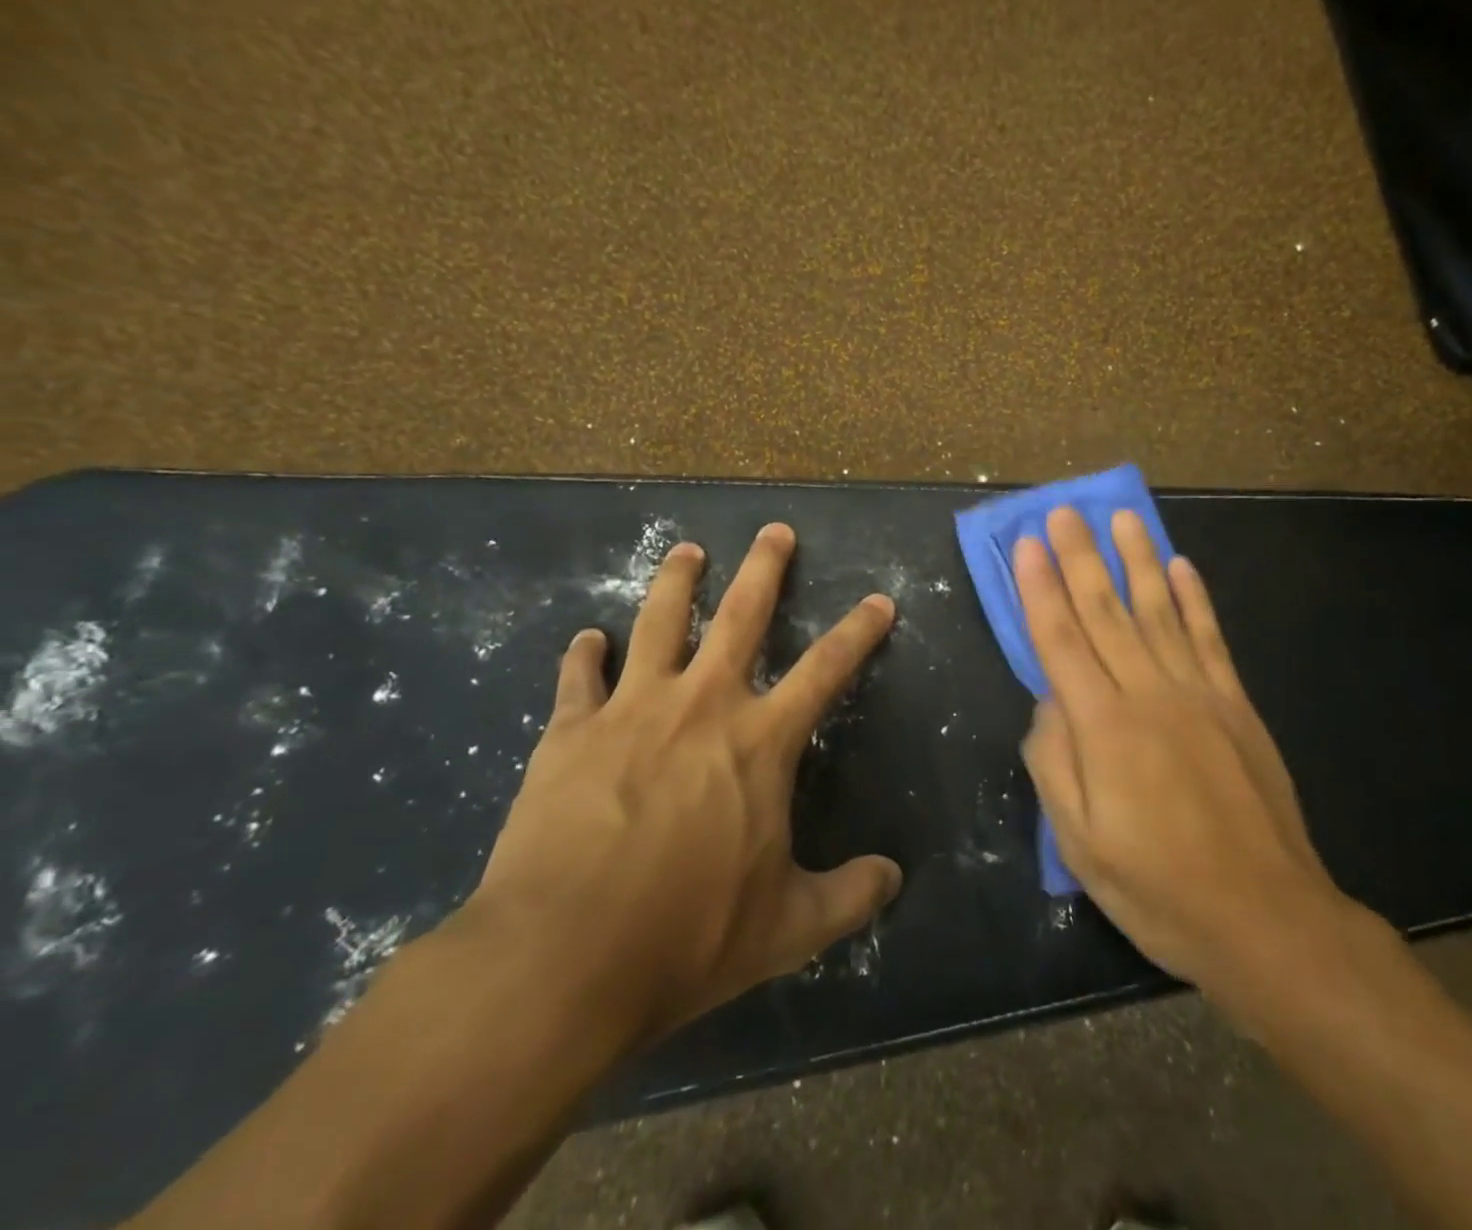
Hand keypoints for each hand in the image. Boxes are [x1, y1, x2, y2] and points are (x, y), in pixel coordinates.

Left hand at [463, 522, 902, 1046]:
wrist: (561, 958)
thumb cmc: (687, 936)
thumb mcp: (788, 929)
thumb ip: (849, 897)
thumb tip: (894, 879)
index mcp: (760, 741)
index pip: (827, 669)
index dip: (859, 630)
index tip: (880, 600)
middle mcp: (702, 704)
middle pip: (742, 615)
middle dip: (765, 567)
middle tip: (775, 530)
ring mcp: (632, 709)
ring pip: (660, 621)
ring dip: (677, 581)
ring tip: (686, 550)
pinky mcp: (570, 731)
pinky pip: (578, 676)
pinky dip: (583, 654)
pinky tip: (586, 639)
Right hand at [1014, 508, 1373, 1018]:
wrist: (1265, 918)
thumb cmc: (1158, 889)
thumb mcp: (1079, 844)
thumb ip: (1054, 762)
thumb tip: (1048, 700)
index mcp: (1103, 728)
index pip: (1060, 640)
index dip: (1040, 588)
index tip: (1027, 543)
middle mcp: (1148, 694)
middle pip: (1105, 611)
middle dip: (1080, 556)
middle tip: (1064, 510)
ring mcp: (1198, 694)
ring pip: (1159, 610)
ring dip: (1139, 559)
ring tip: (1123, 517)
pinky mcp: (1236, 705)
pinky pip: (1210, 639)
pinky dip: (1195, 598)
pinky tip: (1182, 565)